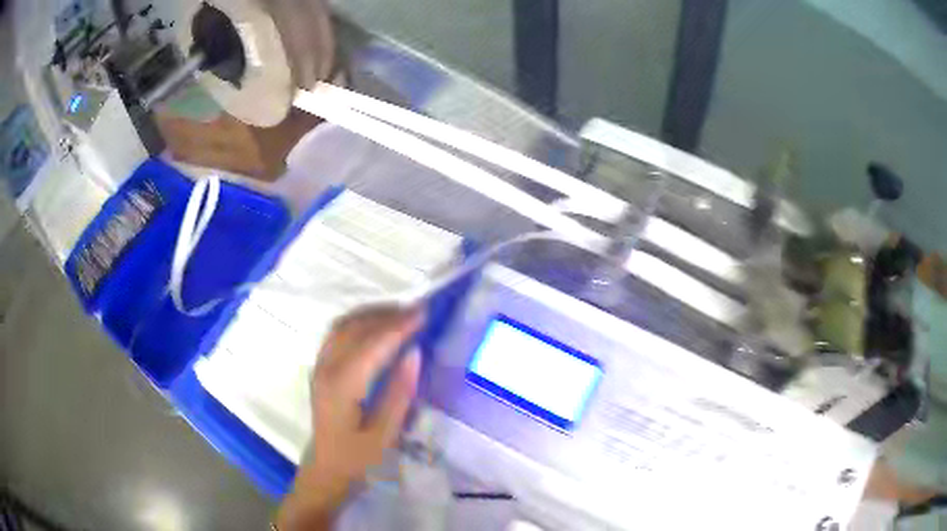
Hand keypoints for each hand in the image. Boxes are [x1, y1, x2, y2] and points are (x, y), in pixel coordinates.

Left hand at [276, 305, 422, 529]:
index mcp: (342, 386)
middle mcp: (326, 369)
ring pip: (343, 325)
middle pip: (354, 328)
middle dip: (387, 315)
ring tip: (400, 314)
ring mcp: (319, 365)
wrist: (327, 467)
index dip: (398, 326)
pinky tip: (376, 325)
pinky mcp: (320, 367)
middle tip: (417, 311)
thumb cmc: (358, 457)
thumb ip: (399, 393)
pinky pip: (337, 333)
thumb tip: (414, 353)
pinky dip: (358, 321)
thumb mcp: (385, 434)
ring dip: (371, 314)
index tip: (423, 313)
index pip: (371, 345)